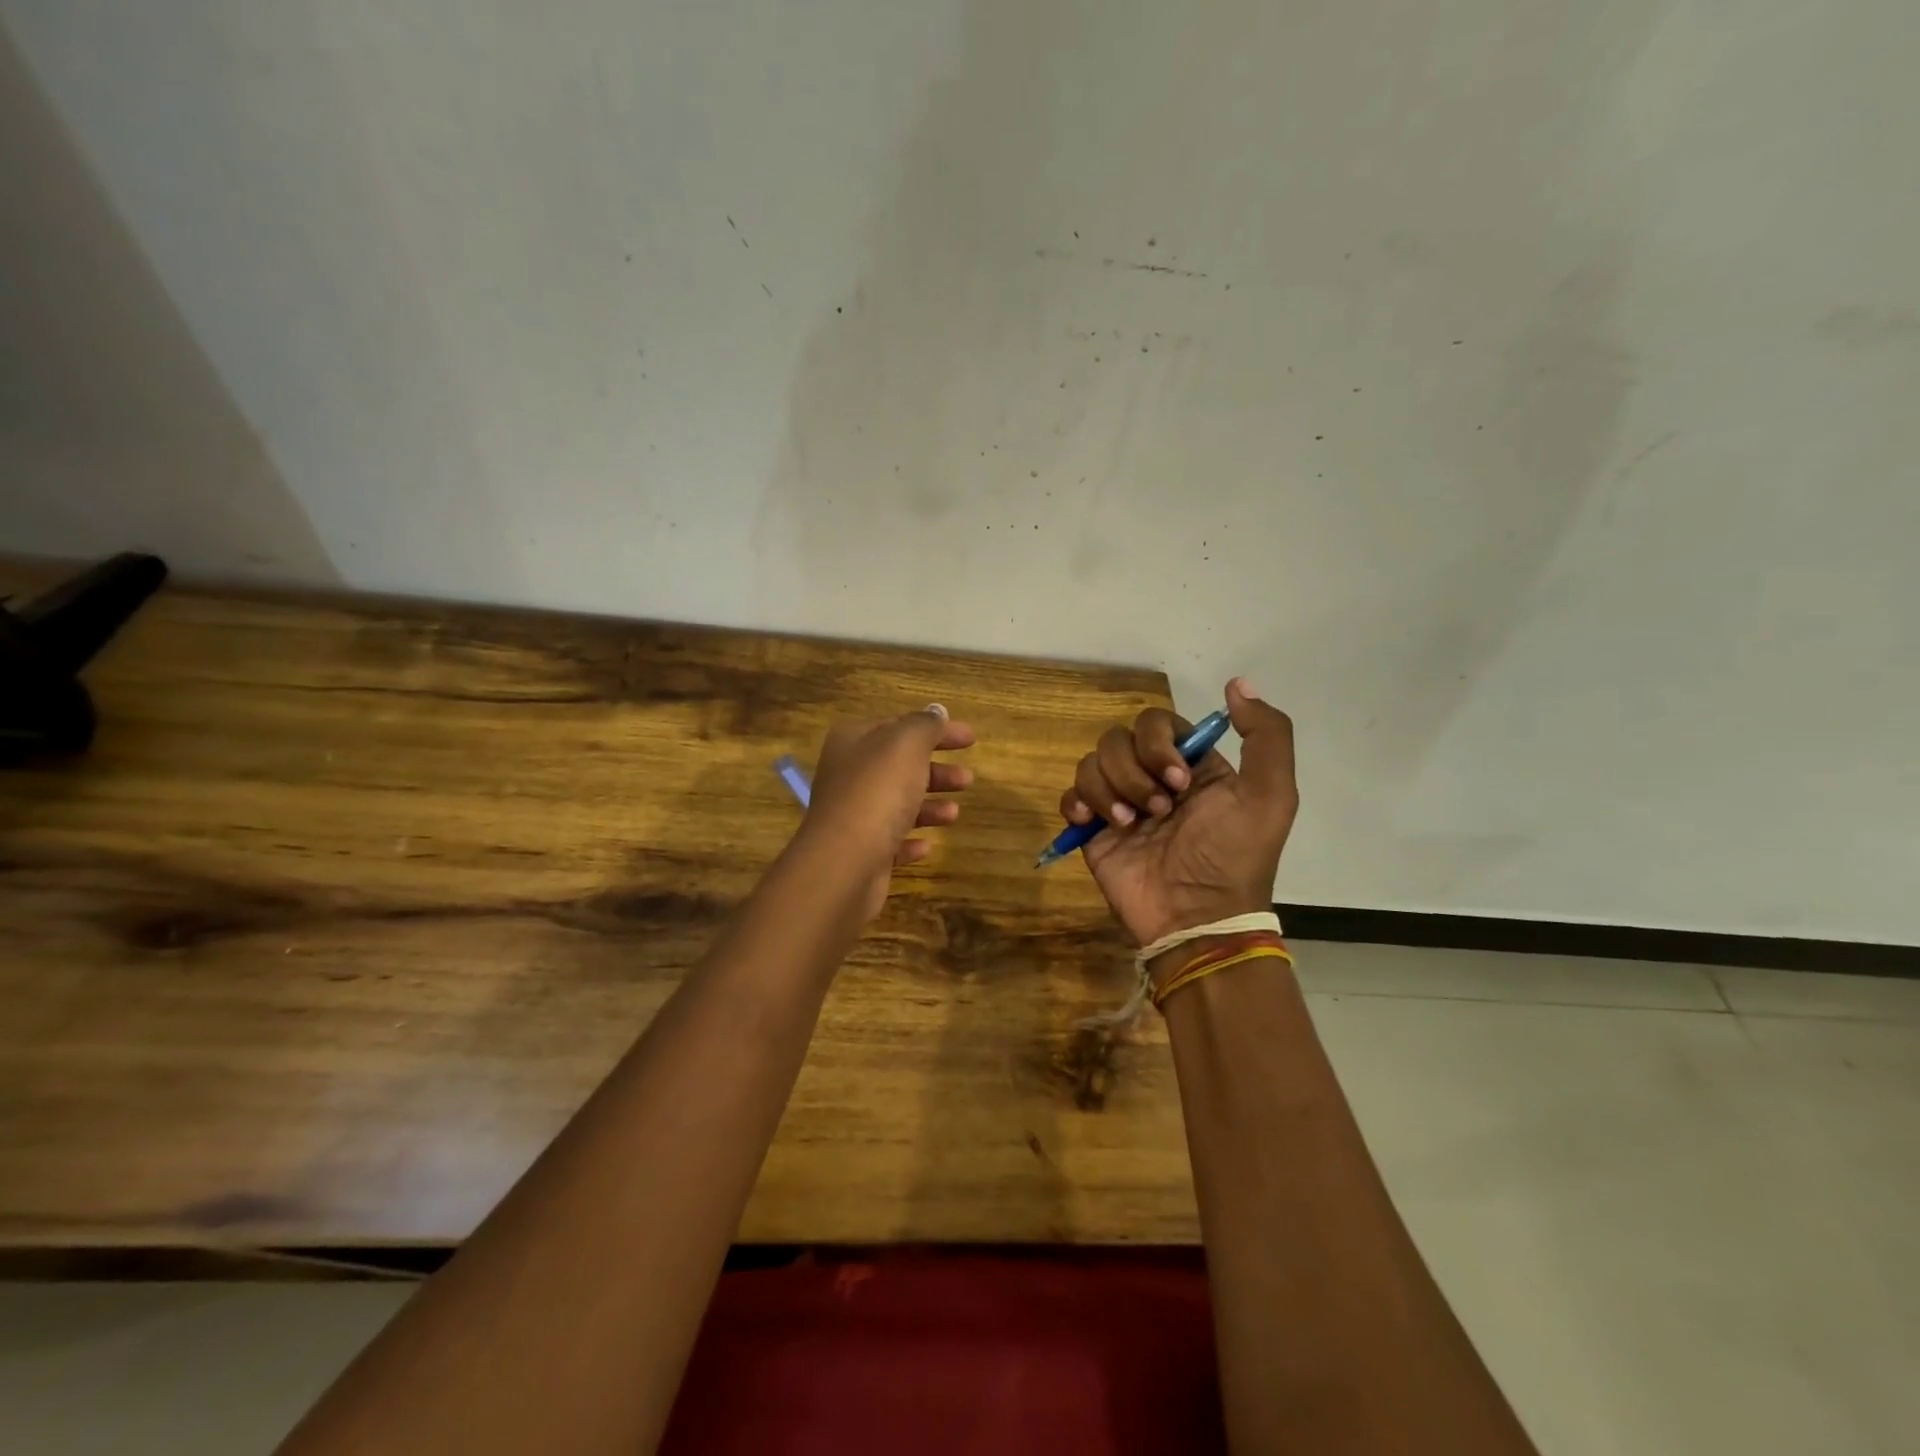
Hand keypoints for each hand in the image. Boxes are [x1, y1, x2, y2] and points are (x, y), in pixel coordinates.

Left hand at [800, 704, 976, 918]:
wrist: (844, 862)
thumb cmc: (877, 793)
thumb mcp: (906, 745)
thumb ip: (924, 725)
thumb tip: (937, 712)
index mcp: (854, 741)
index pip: (900, 726)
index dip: (937, 729)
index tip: (971, 739)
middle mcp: (848, 775)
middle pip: (899, 766)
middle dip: (936, 770)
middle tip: (968, 779)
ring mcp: (851, 815)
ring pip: (897, 803)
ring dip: (929, 805)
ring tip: (955, 813)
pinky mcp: (859, 852)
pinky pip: (889, 841)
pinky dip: (910, 840)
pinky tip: (927, 845)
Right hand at [1059, 678, 1296, 948]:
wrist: (1195, 918)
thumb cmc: (1233, 857)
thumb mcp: (1271, 796)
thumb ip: (1267, 735)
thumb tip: (1237, 683)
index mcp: (1192, 765)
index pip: (1157, 722)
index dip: (1160, 744)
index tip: (1179, 782)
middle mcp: (1153, 777)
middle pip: (1118, 738)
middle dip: (1133, 771)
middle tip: (1157, 811)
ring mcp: (1120, 802)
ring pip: (1092, 762)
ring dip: (1110, 790)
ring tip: (1129, 826)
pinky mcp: (1093, 828)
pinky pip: (1070, 794)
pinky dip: (1078, 803)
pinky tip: (1094, 824)